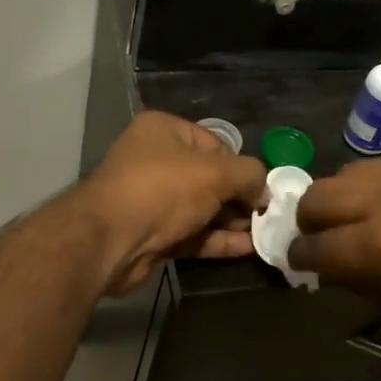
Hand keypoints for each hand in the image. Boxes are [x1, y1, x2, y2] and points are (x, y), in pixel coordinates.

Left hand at [73, 112, 267, 295]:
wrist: (111, 240)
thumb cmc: (163, 189)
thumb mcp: (216, 172)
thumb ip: (249, 175)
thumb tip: (264, 190)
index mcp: (163, 131)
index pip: (214, 144)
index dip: (240, 166)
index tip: (262, 188)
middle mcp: (154, 161)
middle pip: (209, 177)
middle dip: (239, 197)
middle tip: (269, 216)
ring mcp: (152, 200)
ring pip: (201, 209)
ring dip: (232, 222)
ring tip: (267, 234)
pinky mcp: (153, 235)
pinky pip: (192, 234)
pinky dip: (218, 240)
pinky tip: (249, 249)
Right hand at [288, 152, 380, 347]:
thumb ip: (364, 283)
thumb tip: (333, 268)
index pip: (314, 246)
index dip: (299, 257)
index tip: (300, 262)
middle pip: (318, 196)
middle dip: (310, 220)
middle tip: (324, 237)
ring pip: (351, 172)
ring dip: (344, 197)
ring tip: (361, 215)